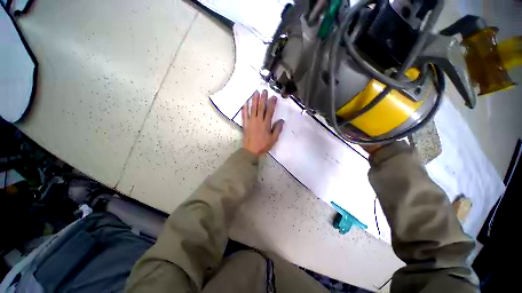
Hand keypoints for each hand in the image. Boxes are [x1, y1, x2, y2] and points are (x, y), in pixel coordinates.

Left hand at [242, 90, 283, 156]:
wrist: (250, 151)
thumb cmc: (263, 145)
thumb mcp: (273, 139)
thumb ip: (277, 129)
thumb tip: (282, 120)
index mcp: (266, 124)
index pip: (269, 111)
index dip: (272, 103)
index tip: (273, 97)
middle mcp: (258, 121)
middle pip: (260, 107)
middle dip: (262, 98)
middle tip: (264, 90)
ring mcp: (250, 122)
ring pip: (252, 109)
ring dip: (254, 100)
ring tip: (255, 93)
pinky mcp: (245, 124)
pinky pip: (244, 115)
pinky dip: (244, 109)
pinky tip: (245, 103)